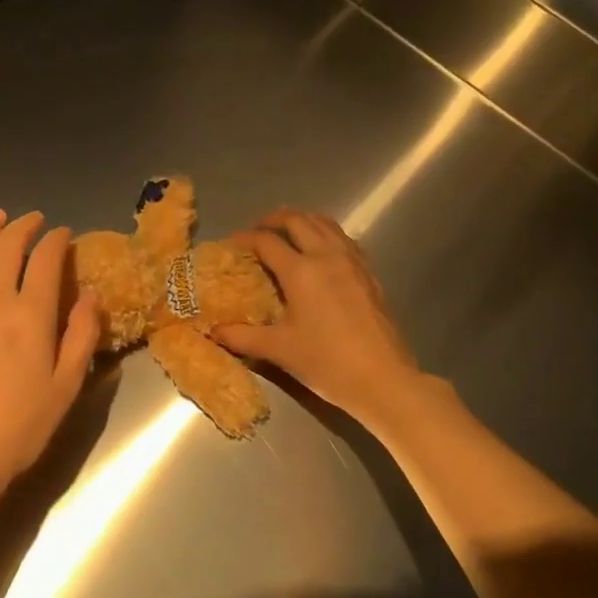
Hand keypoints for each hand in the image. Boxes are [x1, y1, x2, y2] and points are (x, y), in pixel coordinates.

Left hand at [0, 209, 100, 519]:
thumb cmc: (19, 426)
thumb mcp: (66, 386)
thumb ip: (81, 335)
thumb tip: (90, 296)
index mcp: (30, 314)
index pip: (46, 259)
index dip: (57, 240)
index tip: (63, 234)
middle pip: (5, 245)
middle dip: (23, 226)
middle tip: (33, 221)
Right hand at [214, 208, 423, 423]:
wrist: (382, 378)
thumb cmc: (326, 363)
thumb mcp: (279, 350)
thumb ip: (242, 337)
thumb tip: (214, 331)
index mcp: (301, 271)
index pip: (267, 241)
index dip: (246, 238)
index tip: (232, 243)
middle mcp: (327, 256)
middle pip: (298, 220)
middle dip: (275, 219)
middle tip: (259, 229)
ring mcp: (352, 261)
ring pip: (325, 223)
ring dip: (303, 220)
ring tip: (288, 231)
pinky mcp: (369, 273)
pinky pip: (344, 239)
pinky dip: (326, 234)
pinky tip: (321, 251)